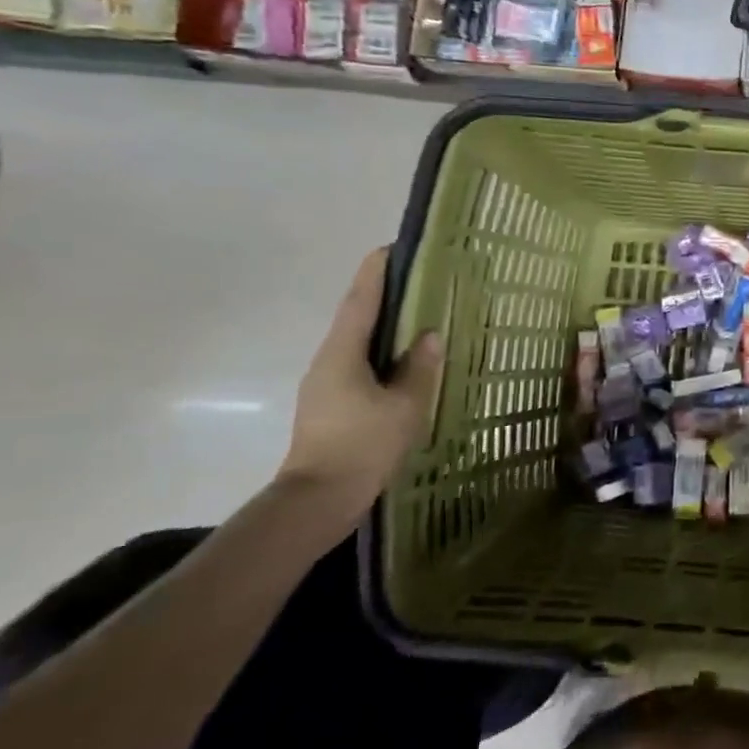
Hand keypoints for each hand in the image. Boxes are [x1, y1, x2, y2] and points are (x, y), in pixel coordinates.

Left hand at [278, 248, 442, 518]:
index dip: (377, 271)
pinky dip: (384, 354)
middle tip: (420, 279)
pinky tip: (406, 362)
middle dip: (386, 295)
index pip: (362, 299)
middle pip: (358, 317)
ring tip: (421, 317)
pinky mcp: (332, 405)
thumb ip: (419, 368)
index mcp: (343, 352)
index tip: (394, 247)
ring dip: (386, 326)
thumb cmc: (362, 446)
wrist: (317, 502)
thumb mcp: (404, 406)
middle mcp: (329, 360)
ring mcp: (326, 384)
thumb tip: (431, 335)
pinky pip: (361, 366)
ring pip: (360, 343)